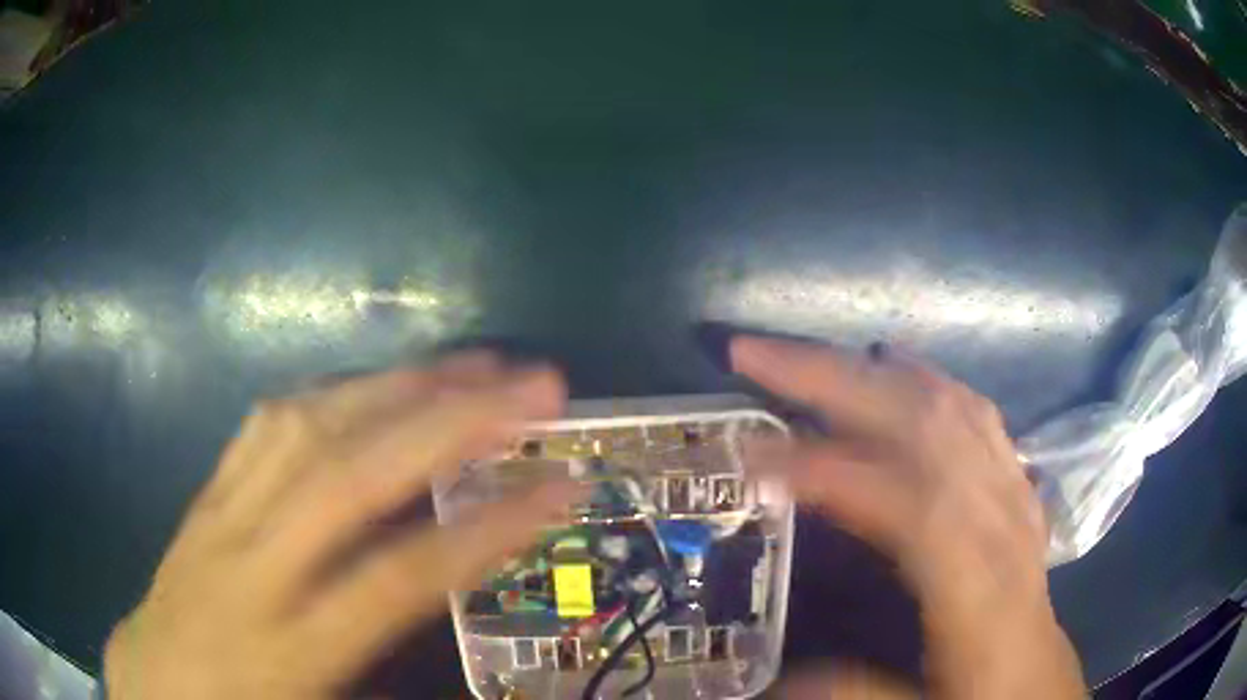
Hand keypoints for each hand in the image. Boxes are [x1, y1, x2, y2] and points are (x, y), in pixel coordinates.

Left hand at [104, 354, 580, 699]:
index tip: (560, 489)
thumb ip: (393, 673)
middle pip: (348, 473)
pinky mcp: (208, 491)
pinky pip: (267, 422)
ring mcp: (222, 515)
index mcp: (290, 648)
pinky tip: (373, 384)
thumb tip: (455, 616)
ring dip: (395, 387)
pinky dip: (332, 391)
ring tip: (470, 365)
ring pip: (305, 427)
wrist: (156, 682)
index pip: (397, 577)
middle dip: (449, 420)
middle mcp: (252, 565)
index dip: (484, 532)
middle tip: (534, 385)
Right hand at [731, 336, 1084, 699]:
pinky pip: (978, 414)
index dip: (823, 470)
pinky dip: (934, 380)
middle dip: (833, 380)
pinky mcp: (1013, 484)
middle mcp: (995, 516)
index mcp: (972, 579)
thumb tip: (775, 679)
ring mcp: (1009, 489)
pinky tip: (905, 368)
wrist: (1040, 675)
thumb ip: (857, 690)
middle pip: (921, 422)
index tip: (750, 456)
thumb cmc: (984, 688)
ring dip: (876, 371)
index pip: (898, 499)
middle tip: (757, 356)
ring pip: (949, 404)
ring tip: (814, 357)